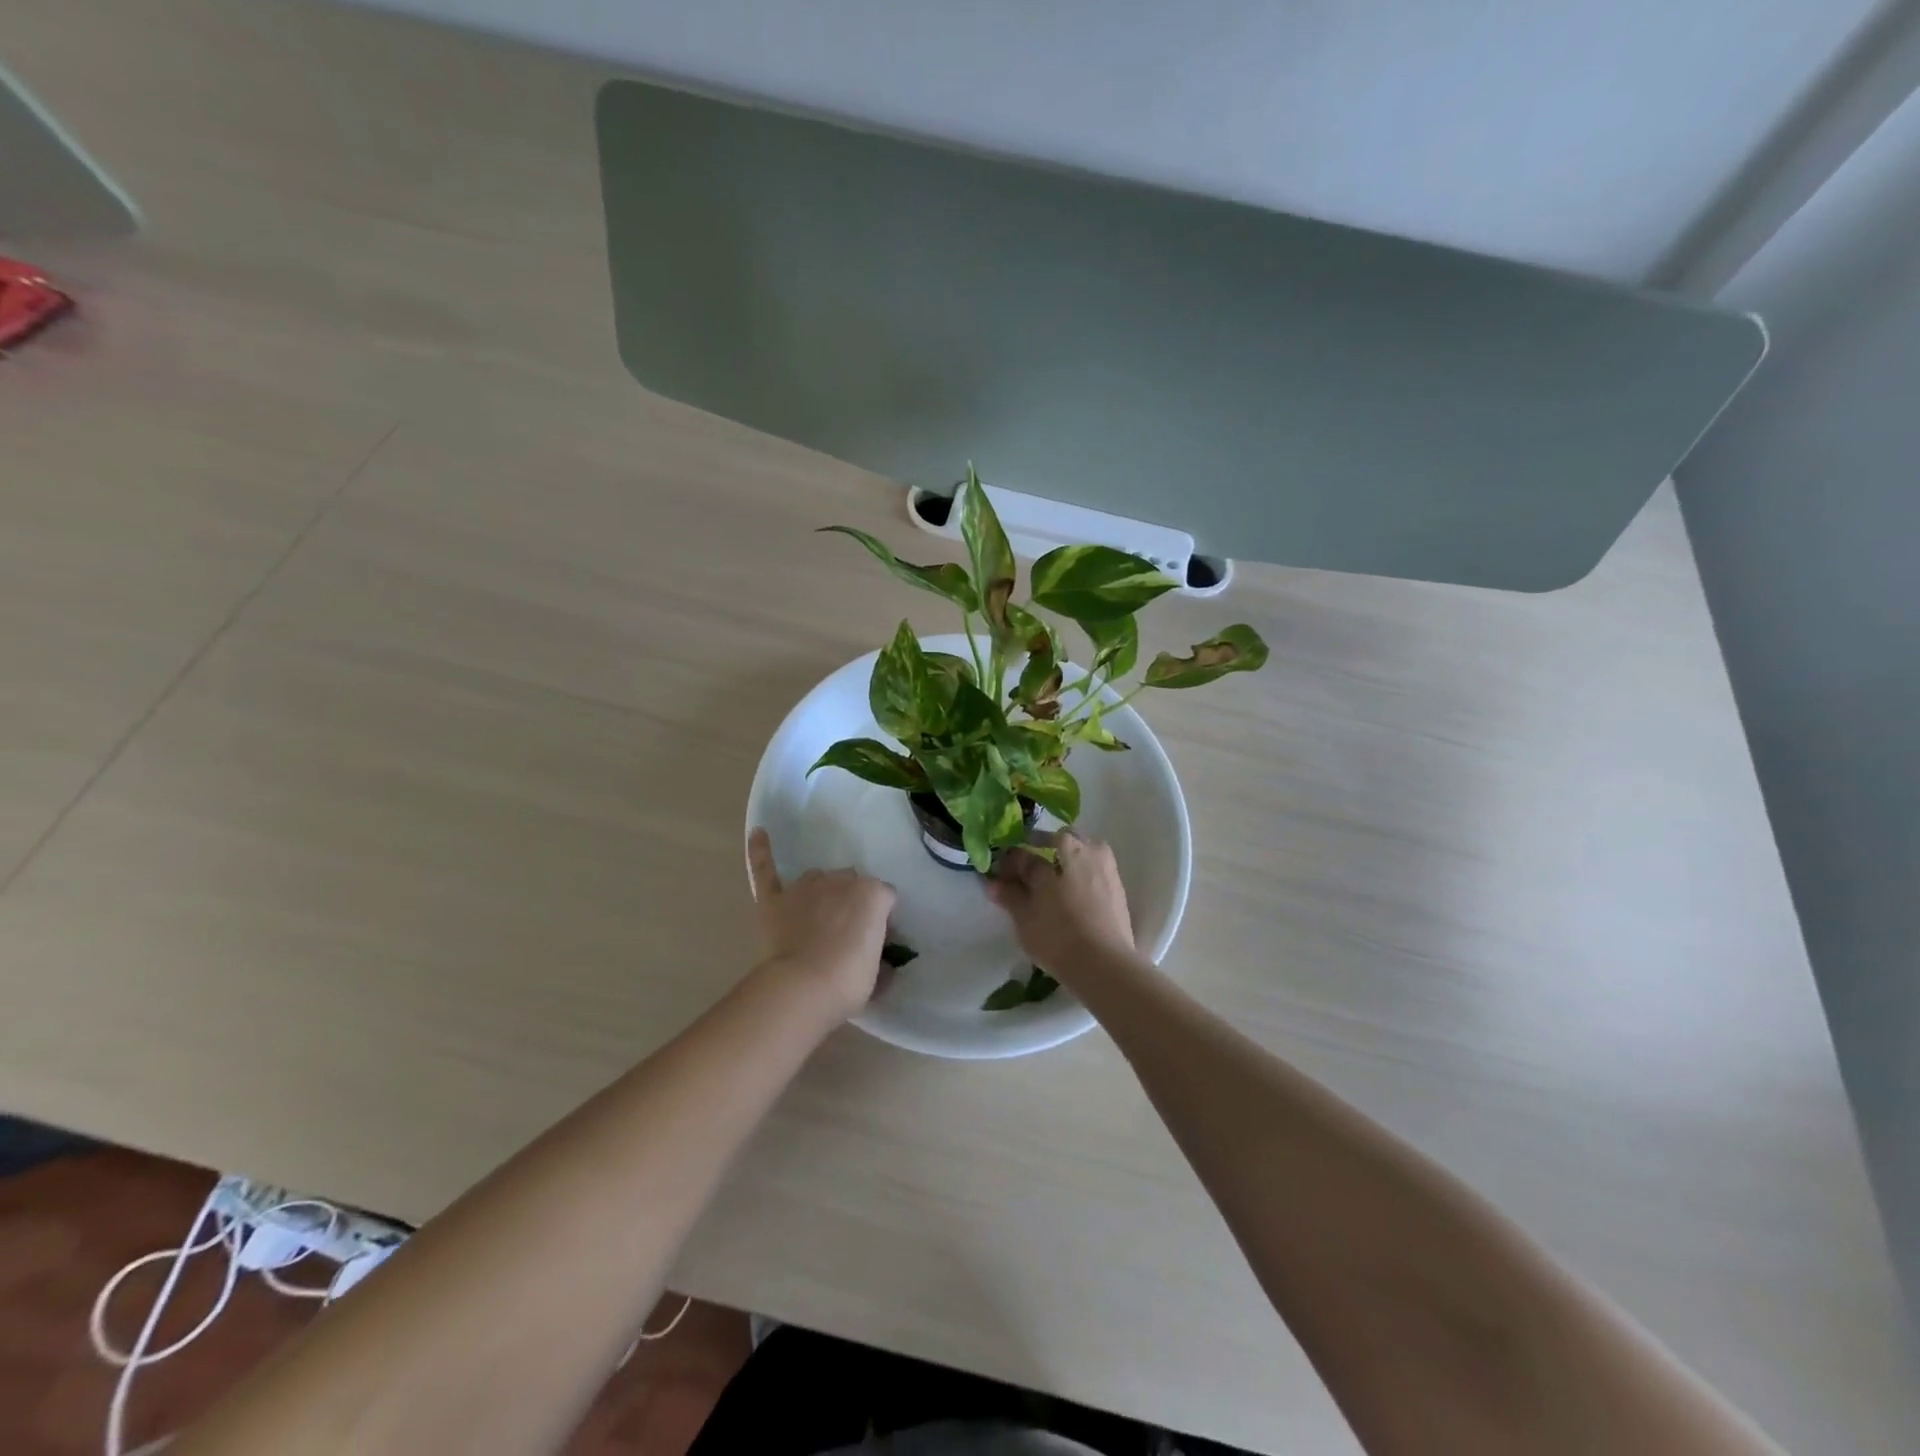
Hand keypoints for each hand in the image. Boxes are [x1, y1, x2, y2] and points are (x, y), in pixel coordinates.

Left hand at [747, 828, 896, 1019]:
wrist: (805, 985)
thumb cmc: (850, 980)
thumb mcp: (877, 972)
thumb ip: (880, 958)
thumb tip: (880, 962)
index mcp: (874, 894)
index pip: (884, 898)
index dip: (880, 919)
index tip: (875, 940)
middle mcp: (842, 881)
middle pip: (851, 884)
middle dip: (850, 903)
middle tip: (846, 933)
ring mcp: (806, 887)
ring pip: (818, 878)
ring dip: (821, 892)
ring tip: (818, 917)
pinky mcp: (775, 898)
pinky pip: (766, 869)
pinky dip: (761, 851)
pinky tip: (758, 833)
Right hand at [986, 831, 1136, 976]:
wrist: (1105, 964)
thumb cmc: (1058, 937)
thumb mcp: (1025, 917)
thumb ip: (1010, 895)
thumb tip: (993, 883)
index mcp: (1060, 850)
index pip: (1026, 852)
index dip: (1010, 862)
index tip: (999, 875)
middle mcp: (1086, 850)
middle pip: (1059, 841)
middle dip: (1041, 850)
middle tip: (1028, 875)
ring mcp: (1106, 867)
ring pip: (1082, 851)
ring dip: (1065, 859)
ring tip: (1052, 884)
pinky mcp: (1118, 887)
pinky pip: (1094, 869)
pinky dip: (1081, 874)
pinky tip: (1072, 895)